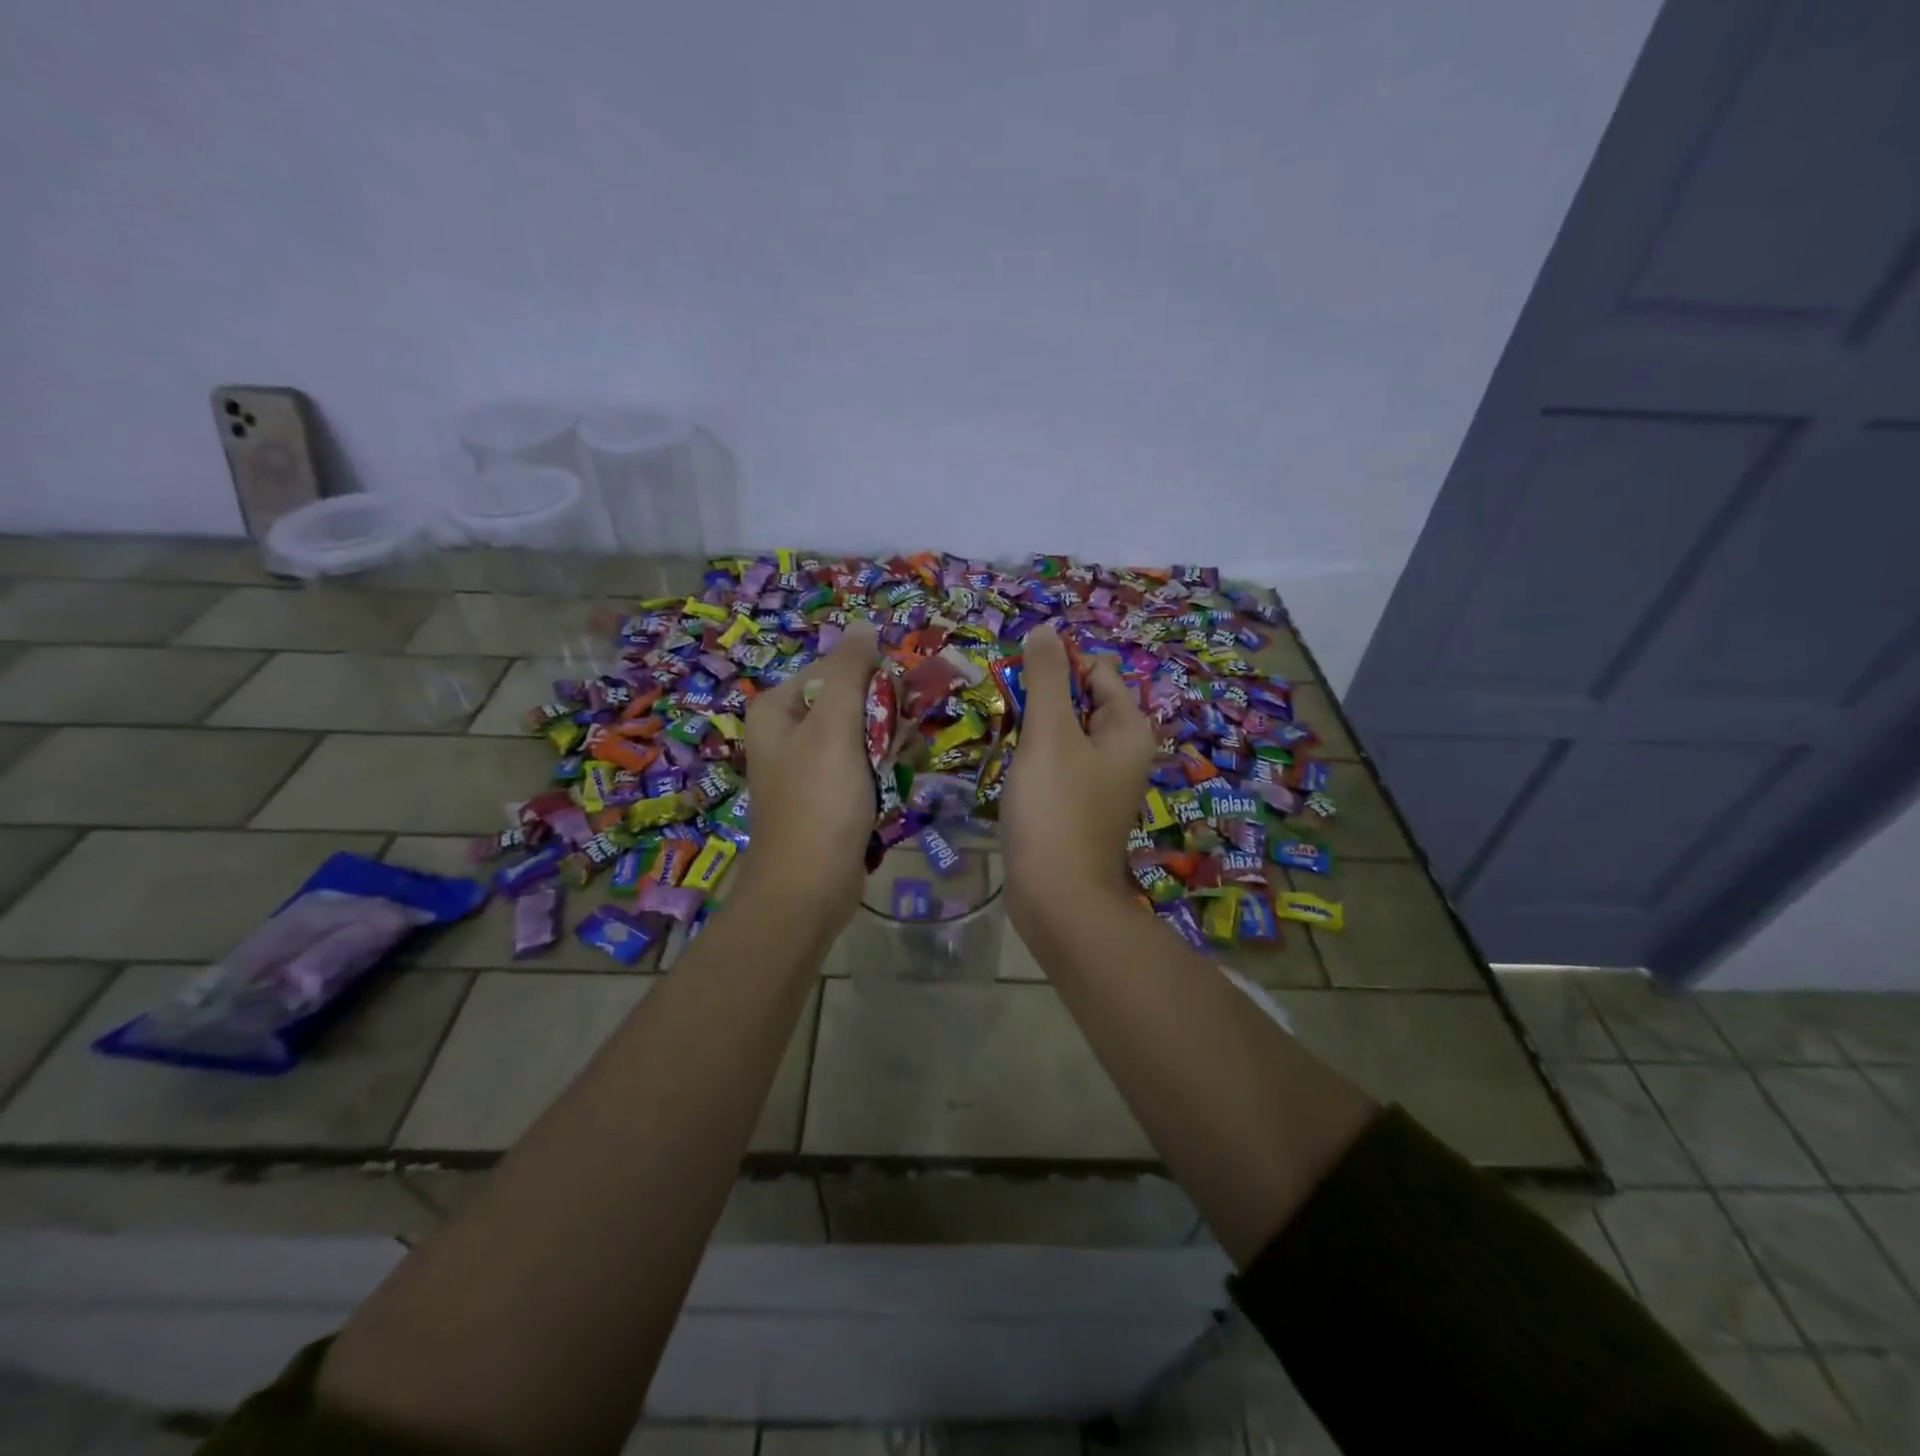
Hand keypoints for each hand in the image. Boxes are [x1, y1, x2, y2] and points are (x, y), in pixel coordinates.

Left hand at [740, 622, 880, 927]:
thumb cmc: (819, 800)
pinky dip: (880, 770)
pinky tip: (895, 783)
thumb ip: (849, 671)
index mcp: (775, 709)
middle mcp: (785, 733)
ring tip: (901, 762)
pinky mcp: (825, 796)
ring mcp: (805, 767)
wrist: (809, 887)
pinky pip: (859, 767)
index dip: (871, 678)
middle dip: (882, 715)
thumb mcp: (835, 725)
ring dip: (887, 743)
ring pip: (859, 735)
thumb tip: (863, 624)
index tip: (899, 700)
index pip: (832, 668)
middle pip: (847, 701)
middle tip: (903, 736)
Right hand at [1000, 621, 1155, 939]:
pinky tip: (1014, 776)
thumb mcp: (1049, 734)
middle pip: (1080, 701)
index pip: (1096, 671)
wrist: (1057, 897)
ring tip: (1010, 748)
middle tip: (1012, 720)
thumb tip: (1044, 630)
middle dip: (1043, 702)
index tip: (1021, 687)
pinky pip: (1058, 766)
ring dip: (1035, 732)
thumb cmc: (1055, 809)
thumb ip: (1047, 678)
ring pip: (1064, 735)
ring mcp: (1102, 781)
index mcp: (1128, 728)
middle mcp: (1124, 751)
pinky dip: (1035, 762)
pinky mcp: (1079, 806)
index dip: (1059, 669)